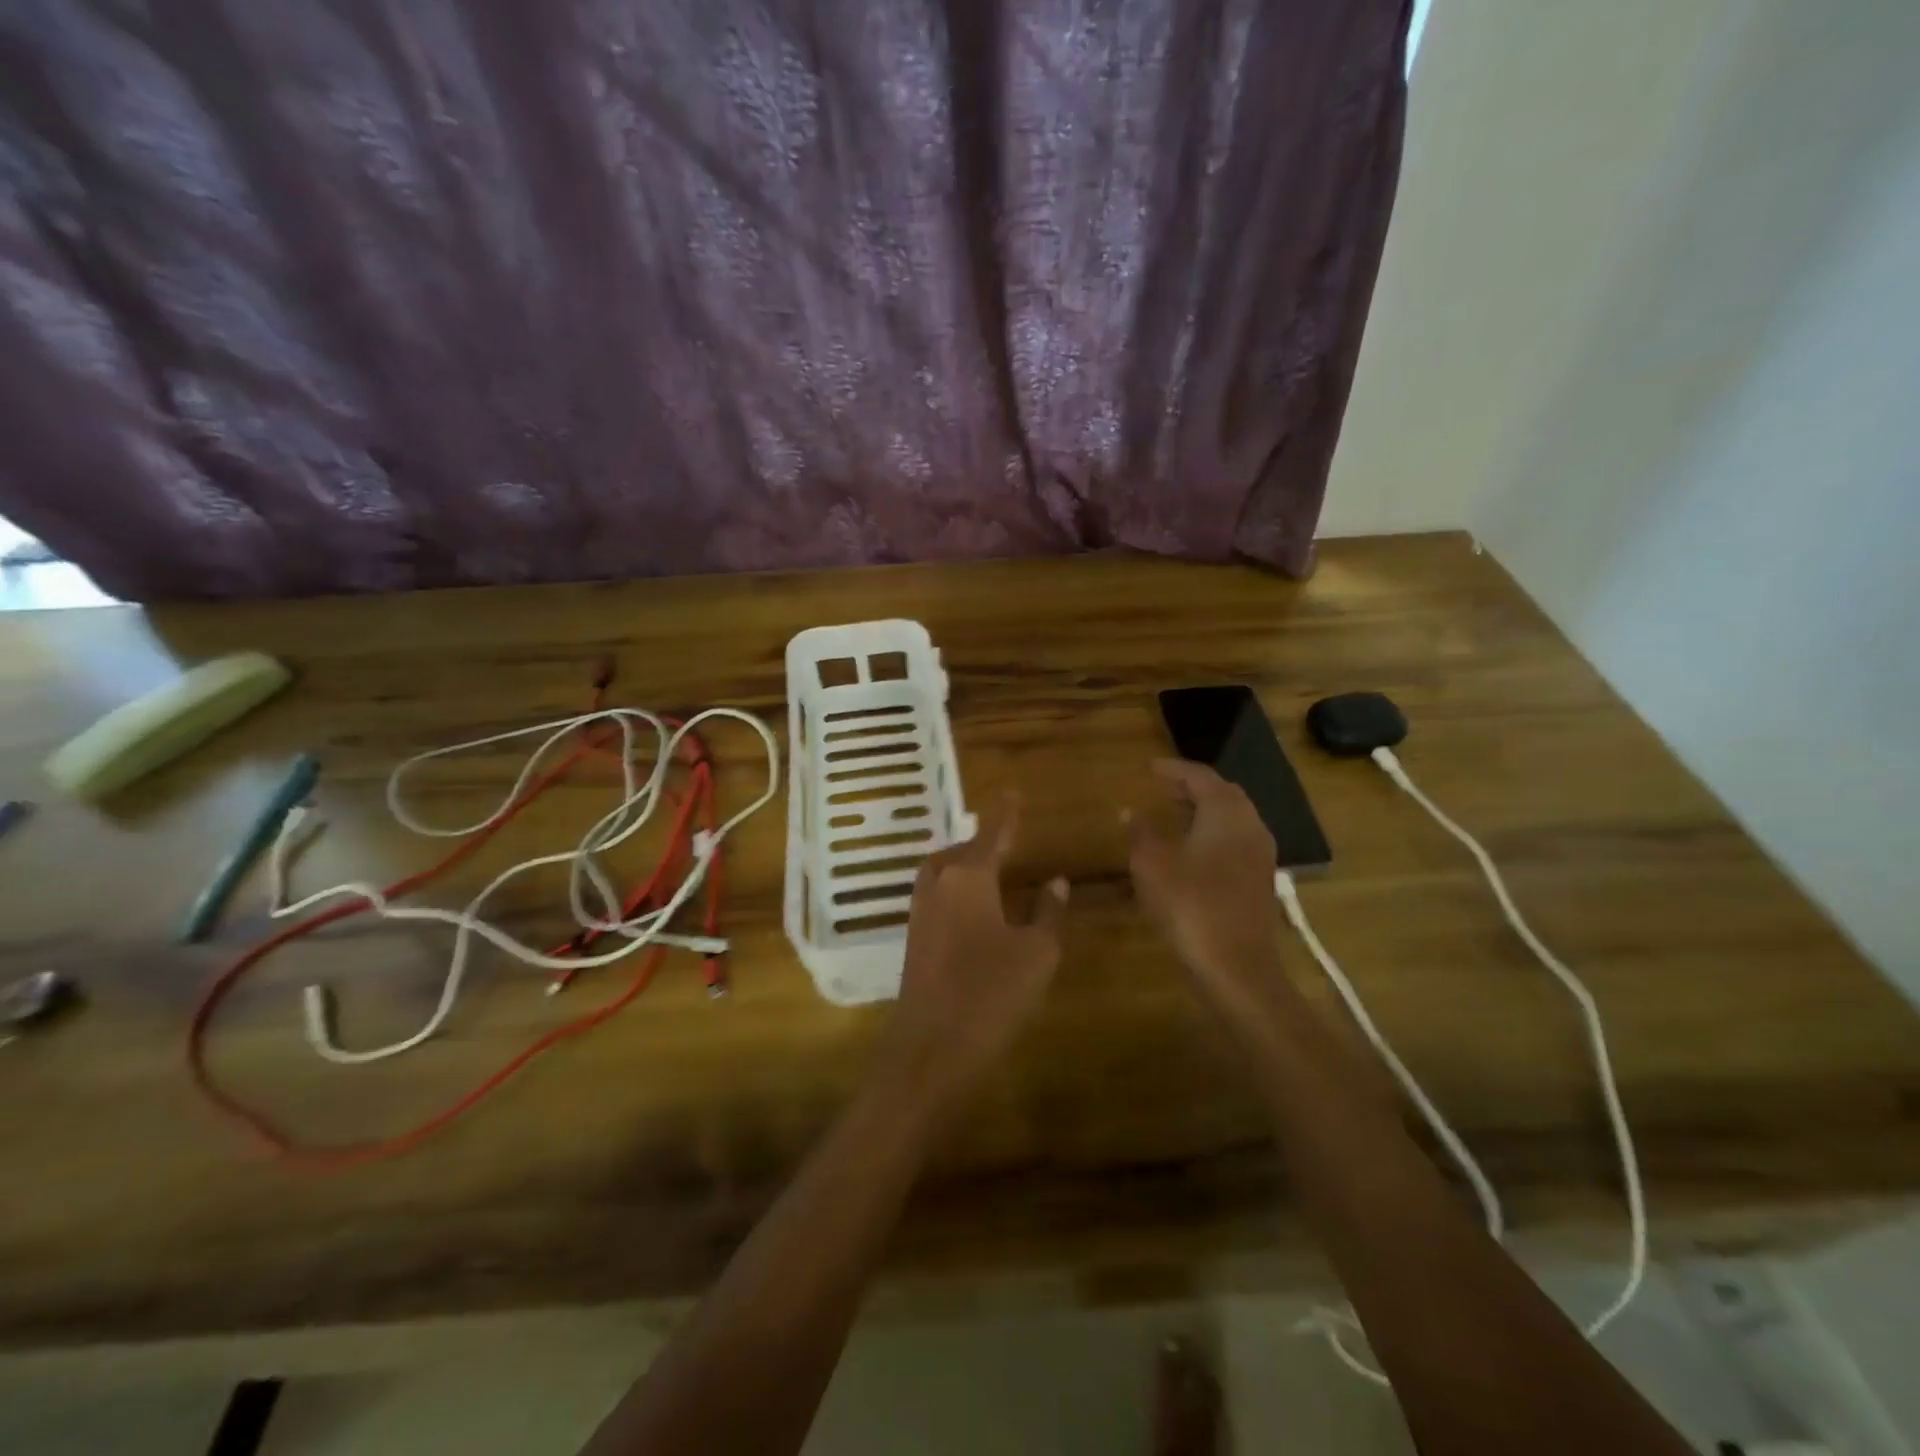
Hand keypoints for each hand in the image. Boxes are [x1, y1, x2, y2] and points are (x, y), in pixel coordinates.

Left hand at [879, 793, 1068, 1108]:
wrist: (929, 1048)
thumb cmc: (990, 993)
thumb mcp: (1037, 953)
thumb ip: (1048, 912)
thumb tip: (1054, 881)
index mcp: (969, 877)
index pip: (991, 832)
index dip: (1004, 813)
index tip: (1011, 792)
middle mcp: (939, 885)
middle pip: (960, 852)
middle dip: (982, 843)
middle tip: (1006, 842)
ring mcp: (920, 912)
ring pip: (944, 874)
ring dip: (966, 868)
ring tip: (993, 876)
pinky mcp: (914, 939)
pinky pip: (938, 898)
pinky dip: (957, 892)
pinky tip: (976, 914)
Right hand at [1128, 759, 1285, 988]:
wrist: (1236, 968)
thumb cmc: (1190, 907)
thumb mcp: (1151, 865)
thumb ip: (1140, 832)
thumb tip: (1131, 811)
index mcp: (1226, 813)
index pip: (1200, 776)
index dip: (1173, 769)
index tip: (1149, 768)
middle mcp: (1250, 826)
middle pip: (1222, 794)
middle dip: (1191, 788)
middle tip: (1162, 788)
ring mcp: (1260, 856)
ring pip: (1231, 820)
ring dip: (1202, 812)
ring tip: (1171, 817)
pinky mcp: (1259, 882)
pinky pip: (1234, 843)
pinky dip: (1211, 836)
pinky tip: (1189, 853)